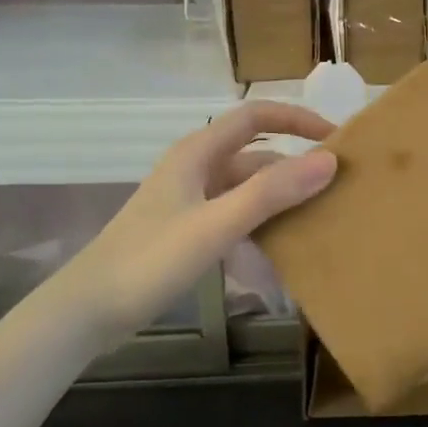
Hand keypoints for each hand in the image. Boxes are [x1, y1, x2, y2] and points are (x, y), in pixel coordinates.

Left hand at [65, 101, 336, 338]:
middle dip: (297, 164)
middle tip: (339, 186)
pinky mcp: (188, 230)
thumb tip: (329, 160)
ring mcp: (191, 200)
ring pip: (248, 188)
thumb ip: (271, 192)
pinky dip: (262, 224)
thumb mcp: (216, 225)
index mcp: (198, 153)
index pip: (256, 117)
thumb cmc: (150, 260)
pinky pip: (236, 215)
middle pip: (257, 154)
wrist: (89, 309)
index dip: (298, 120)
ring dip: (282, 197)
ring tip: (321, 217)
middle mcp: (196, 168)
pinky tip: (283, 249)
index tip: (337, 141)